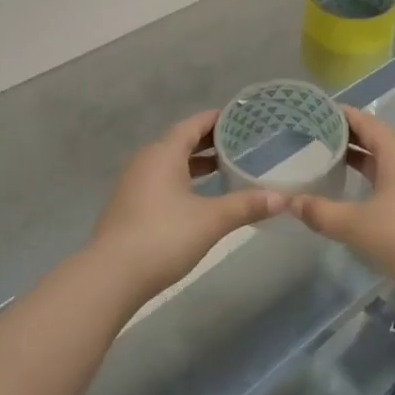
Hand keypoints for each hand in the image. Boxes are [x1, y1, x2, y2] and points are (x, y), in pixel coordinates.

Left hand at [87, 111, 285, 303]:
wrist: (111, 276)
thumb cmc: (163, 237)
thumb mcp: (211, 220)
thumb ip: (246, 205)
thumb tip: (284, 198)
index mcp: (163, 154)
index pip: (193, 125)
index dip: (217, 119)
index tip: (241, 118)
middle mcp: (145, 161)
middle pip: (180, 142)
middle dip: (209, 142)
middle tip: (240, 143)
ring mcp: (133, 184)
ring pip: (169, 163)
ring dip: (195, 163)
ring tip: (224, 168)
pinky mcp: (128, 206)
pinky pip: (160, 181)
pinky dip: (182, 180)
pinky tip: (198, 198)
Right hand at [287, 107, 394, 292]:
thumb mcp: (355, 225)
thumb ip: (320, 212)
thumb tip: (289, 202)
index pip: (363, 121)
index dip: (338, 115)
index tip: (313, 113)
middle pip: (375, 138)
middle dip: (345, 137)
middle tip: (313, 139)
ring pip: (386, 159)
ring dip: (360, 159)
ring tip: (330, 163)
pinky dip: (375, 176)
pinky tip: (359, 192)